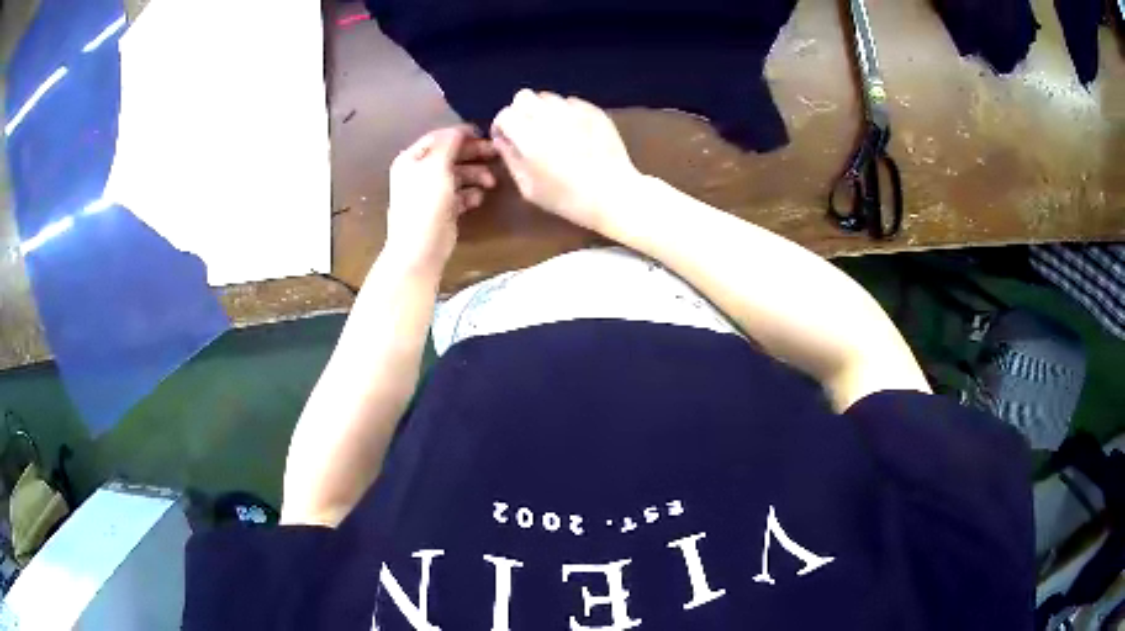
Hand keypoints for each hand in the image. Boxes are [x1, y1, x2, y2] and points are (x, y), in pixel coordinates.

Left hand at [384, 125, 496, 274]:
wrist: (419, 248)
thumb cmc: (425, 202)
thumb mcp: (436, 166)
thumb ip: (449, 143)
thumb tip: (461, 130)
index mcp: (412, 159)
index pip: (438, 138)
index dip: (460, 134)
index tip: (484, 133)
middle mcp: (420, 173)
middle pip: (450, 155)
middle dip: (473, 154)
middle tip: (495, 154)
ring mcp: (431, 192)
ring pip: (458, 175)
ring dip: (476, 175)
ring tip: (491, 182)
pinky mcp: (442, 210)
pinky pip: (460, 195)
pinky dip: (471, 194)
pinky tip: (479, 198)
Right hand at [491, 90, 640, 232]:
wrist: (613, 194)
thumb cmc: (567, 198)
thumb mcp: (529, 188)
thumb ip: (511, 160)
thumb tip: (502, 142)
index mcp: (529, 136)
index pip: (505, 114)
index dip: (502, 126)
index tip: (507, 139)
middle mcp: (549, 117)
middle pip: (523, 97)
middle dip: (520, 111)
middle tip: (526, 130)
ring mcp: (573, 111)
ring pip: (548, 97)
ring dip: (543, 110)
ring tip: (550, 129)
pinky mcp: (593, 111)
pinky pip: (571, 102)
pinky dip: (566, 112)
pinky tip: (572, 130)